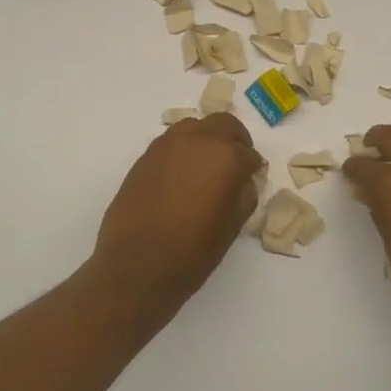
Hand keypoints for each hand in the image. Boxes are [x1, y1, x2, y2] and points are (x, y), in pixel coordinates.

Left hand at [90, 112, 264, 310]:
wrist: (138, 265)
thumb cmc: (193, 250)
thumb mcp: (232, 225)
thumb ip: (244, 194)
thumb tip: (242, 180)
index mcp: (225, 156)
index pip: (249, 153)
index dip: (252, 168)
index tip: (251, 179)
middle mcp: (197, 140)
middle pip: (223, 125)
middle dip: (234, 140)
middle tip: (235, 163)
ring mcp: (167, 145)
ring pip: (194, 127)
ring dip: (206, 140)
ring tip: (206, 167)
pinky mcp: (145, 157)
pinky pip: (171, 142)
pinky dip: (183, 151)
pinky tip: (182, 177)